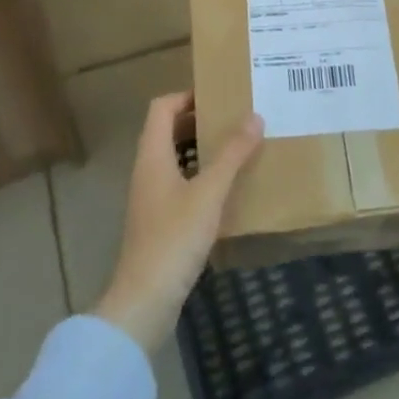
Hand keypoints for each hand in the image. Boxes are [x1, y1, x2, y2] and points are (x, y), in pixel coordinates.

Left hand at [94, 93, 263, 352]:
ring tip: (236, 148)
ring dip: (201, 149)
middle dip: (199, 121)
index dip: (187, 96)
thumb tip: (254, 116)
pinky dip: (200, 176)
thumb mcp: (209, 193)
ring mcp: (151, 198)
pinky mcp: (159, 222)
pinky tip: (226, 189)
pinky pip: (179, 184)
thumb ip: (232, 154)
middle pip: (167, 130)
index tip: (219, 96)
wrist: (144, 301)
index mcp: (152, 155)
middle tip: (234, 119)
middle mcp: (147, 170)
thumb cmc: (174, 239)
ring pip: (175, 158)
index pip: (162, 107)